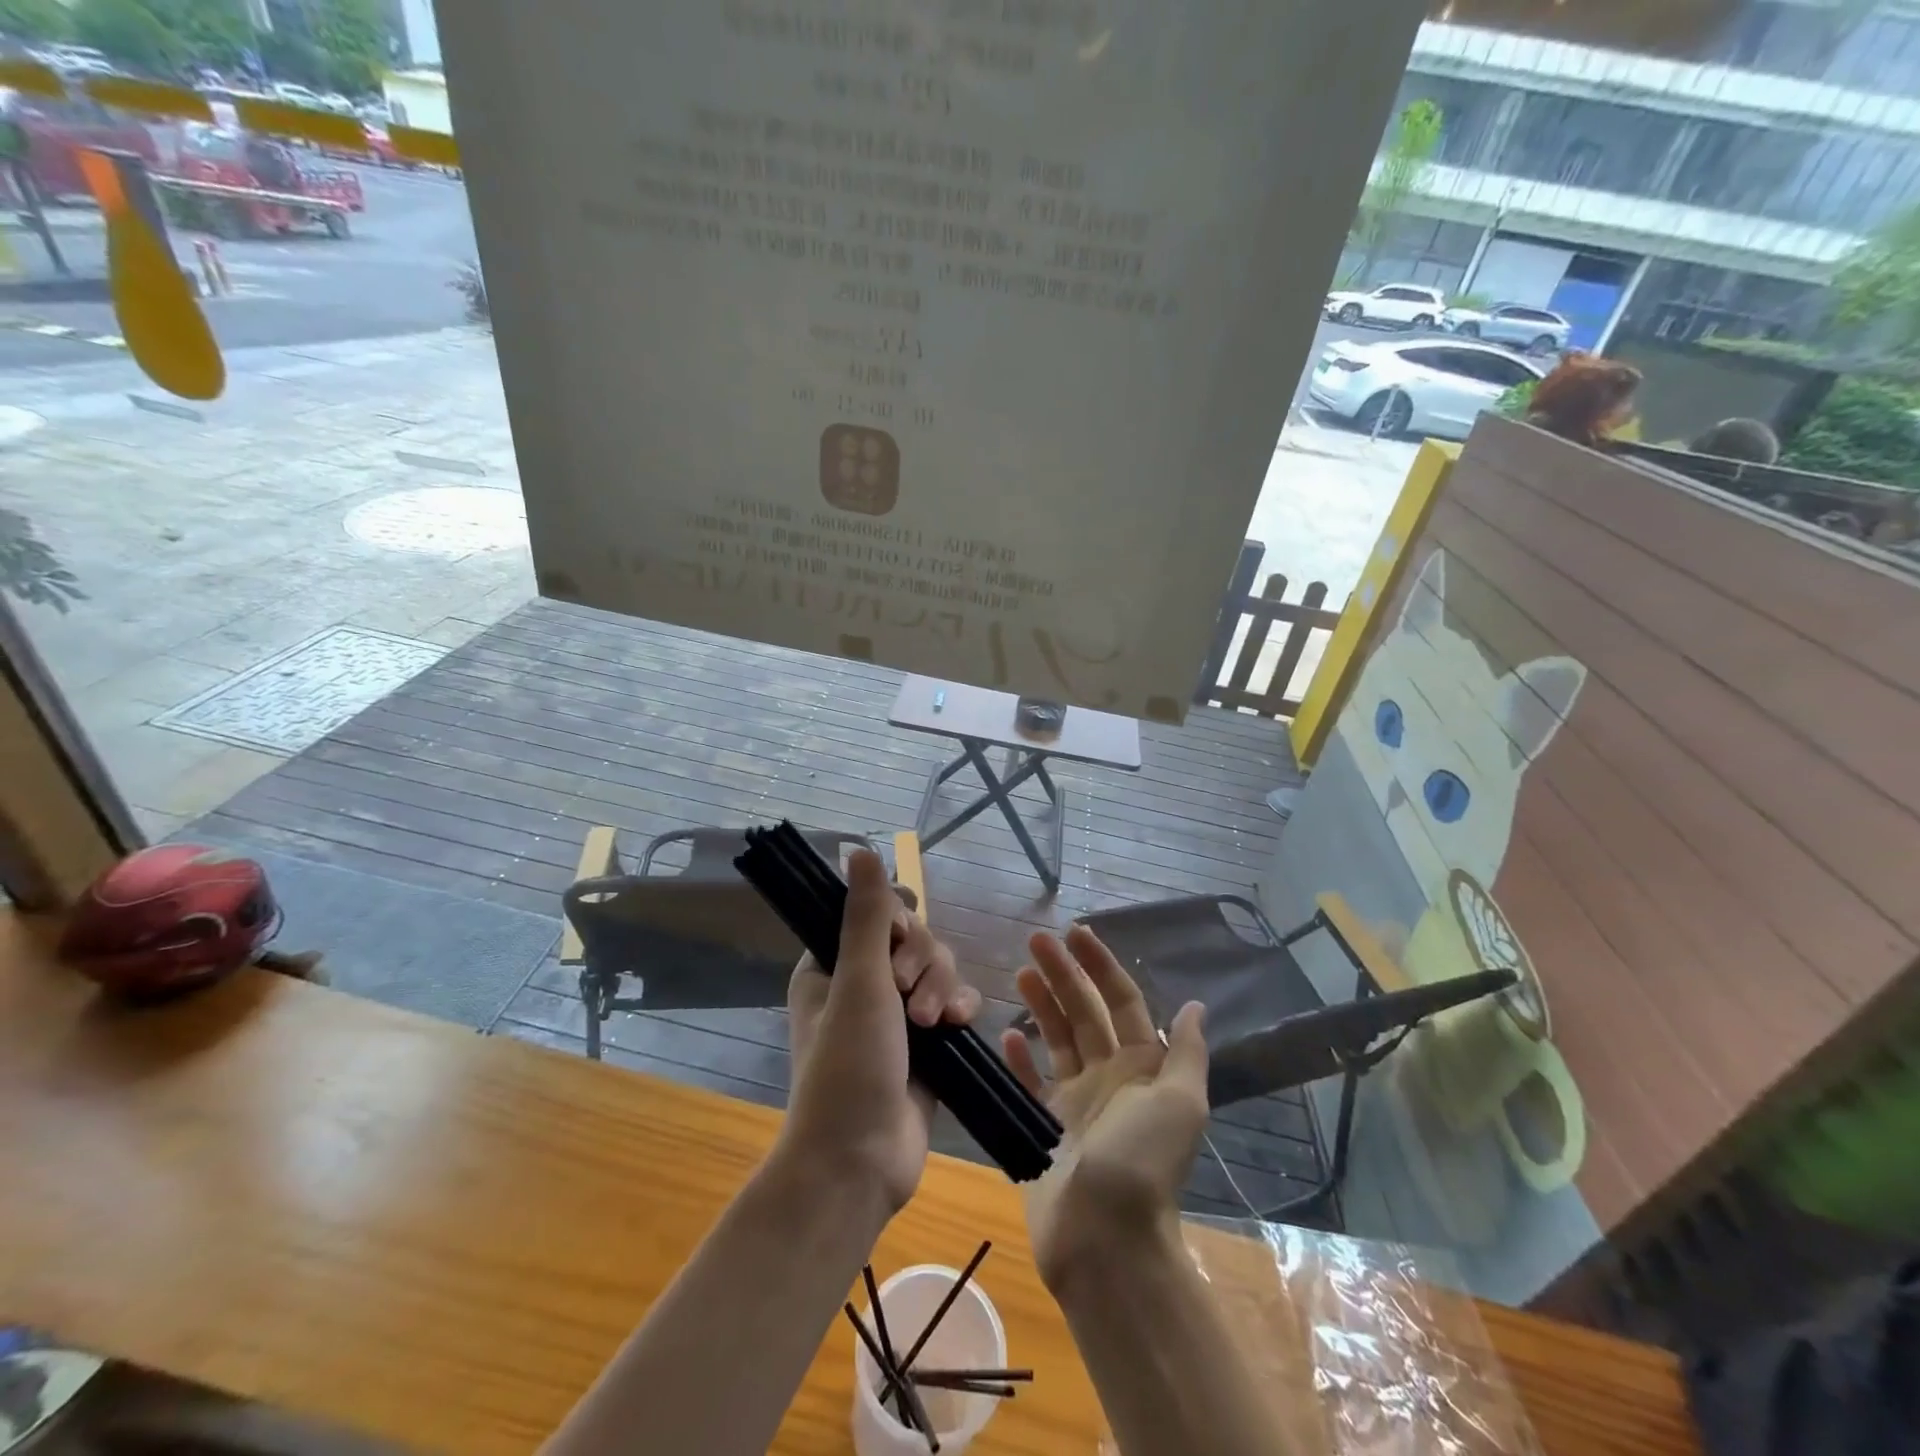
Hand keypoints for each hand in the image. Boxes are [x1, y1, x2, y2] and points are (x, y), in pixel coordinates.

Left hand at [783, 849, 980, 1215]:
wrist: (861, 1161)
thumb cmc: (848, 1066)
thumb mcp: (859, 983)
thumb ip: (867, 915)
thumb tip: (858, 849)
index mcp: (832, 964)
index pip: (875, 913)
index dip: (896, 920)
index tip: (899, 940)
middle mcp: (863, 983)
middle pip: (914, 938)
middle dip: (922, 961)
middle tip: (907, 995)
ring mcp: (897, 1014)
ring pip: (938, 968)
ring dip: (941, 986)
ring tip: (933, 1023)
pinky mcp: (928, 1041)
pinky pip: (954, 1000)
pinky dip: (959, 1005)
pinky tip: (960, 1023)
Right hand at [1000, 925, 1208, 1289]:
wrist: (1106, 1239)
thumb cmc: (1143, 1161)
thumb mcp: (1180, 1102)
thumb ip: (1186, 1053)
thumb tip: (1195, 1006)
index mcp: (1143, 1067)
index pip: (1121, 1001)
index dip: (1101, 965)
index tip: (1075, 933)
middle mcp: (1110, 1077)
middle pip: (1084, 1012)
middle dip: (1064, 974)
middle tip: (1035, 940)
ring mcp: (1076, 1102)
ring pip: (1057, 1039)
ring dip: (1041, 1005)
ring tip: (1021, 973)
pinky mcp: (1045, 1127)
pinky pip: (1031, 1083)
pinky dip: (1021, 1059)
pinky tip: (1008, 1035)